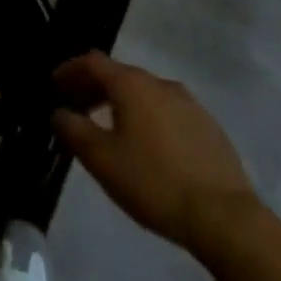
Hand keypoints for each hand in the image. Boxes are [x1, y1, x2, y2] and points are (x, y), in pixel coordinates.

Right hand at [52, 51, 258, 252]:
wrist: (224, 217)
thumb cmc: (154, 182)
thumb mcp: (102, 160)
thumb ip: (74, 130)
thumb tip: (60, 113)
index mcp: (132, 84)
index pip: (93, 62)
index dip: (70, 70)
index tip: (55, 84)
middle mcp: (160, 83)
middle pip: (119, 75)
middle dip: (94, 87)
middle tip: (77, 108)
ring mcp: (189, 104)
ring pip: (145, 93)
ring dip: (122, 103)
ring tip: (110, 128)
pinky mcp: (208, 127)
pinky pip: (167, 112)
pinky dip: (148, 118)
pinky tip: (147, 146)